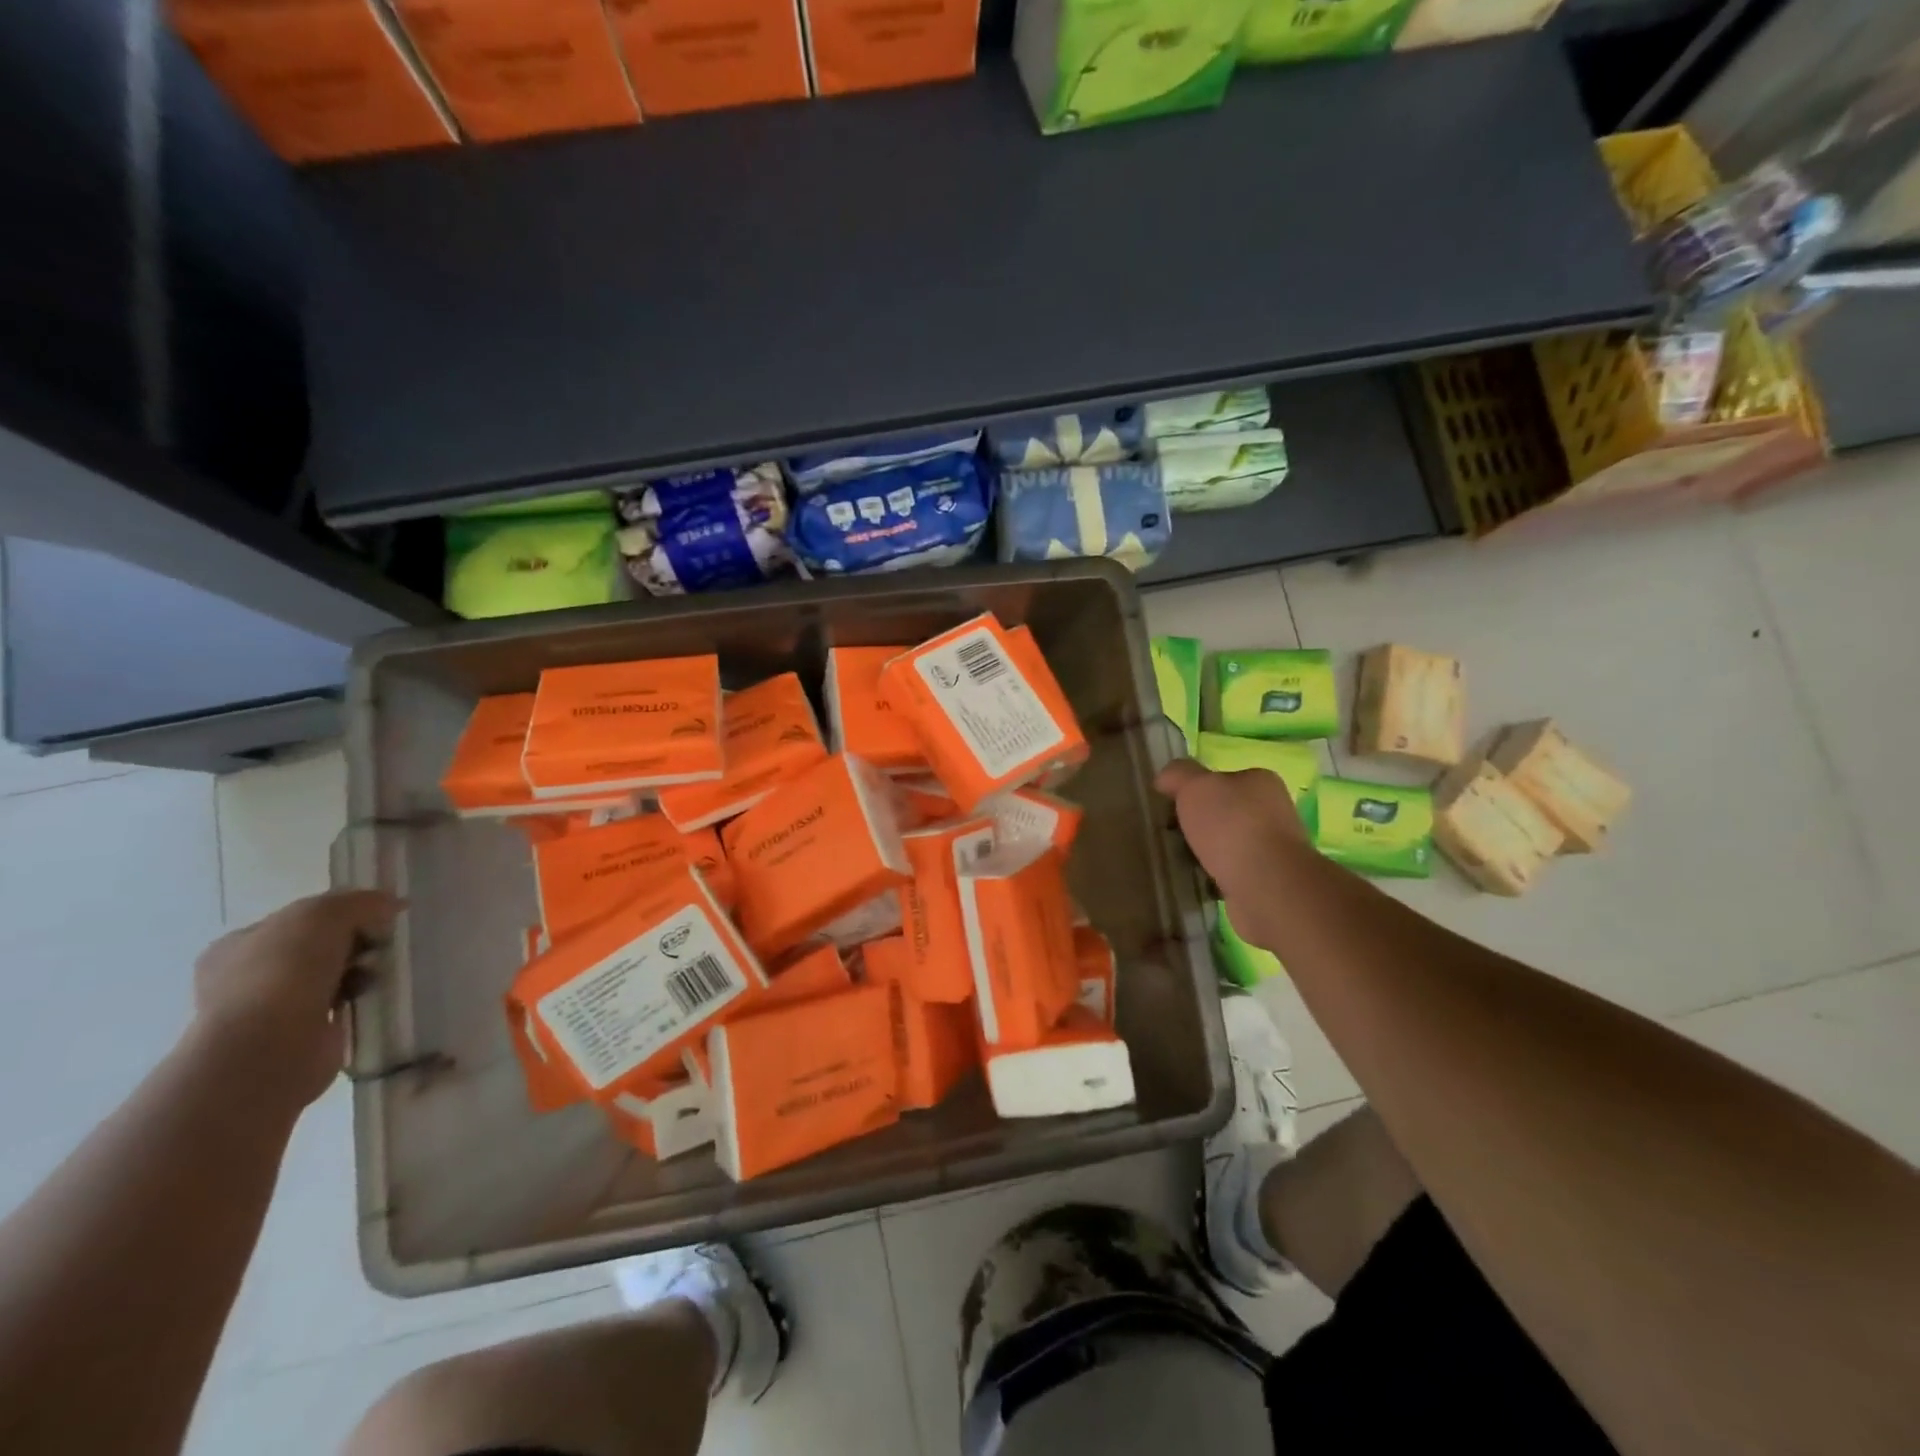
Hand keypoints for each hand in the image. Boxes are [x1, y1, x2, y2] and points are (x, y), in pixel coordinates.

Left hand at [192, 890, 399, 1109]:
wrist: (272, 1047)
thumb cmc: (285, 971)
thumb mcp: (325, 914)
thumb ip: (360, 902)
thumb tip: (392, 904)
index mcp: (237, 945)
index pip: (299, 919)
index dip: (341, 913)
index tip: (375, 918)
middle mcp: (246, 977)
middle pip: (317, 947)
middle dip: (353, 944)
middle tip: (380, 945)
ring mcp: (269, 1011)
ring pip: (330, 977)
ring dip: (359, 972)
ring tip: (379, 973)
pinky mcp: (298, 1037)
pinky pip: (339, 1006)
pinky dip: (358, 1000)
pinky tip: (372, 997)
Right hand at [1155, 759, 1308, 906]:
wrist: (1266, 886)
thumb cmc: (1232, 826)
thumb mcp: (1195, 786)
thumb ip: (1178, 774)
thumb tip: (1165, 778)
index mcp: (1260, 782)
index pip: (1220, 779)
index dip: (1192, 790)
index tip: (1169, 806)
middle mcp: (1271, 811)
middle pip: (1222, 812)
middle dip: (1196, 824)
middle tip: (1171, 834)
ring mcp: (1271, 848)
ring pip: (1225, 844)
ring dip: (1203, 852)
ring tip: (1180, 860)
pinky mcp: (1266, 880)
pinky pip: (1229, 872)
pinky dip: (1212, 877)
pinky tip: (1198, 881)